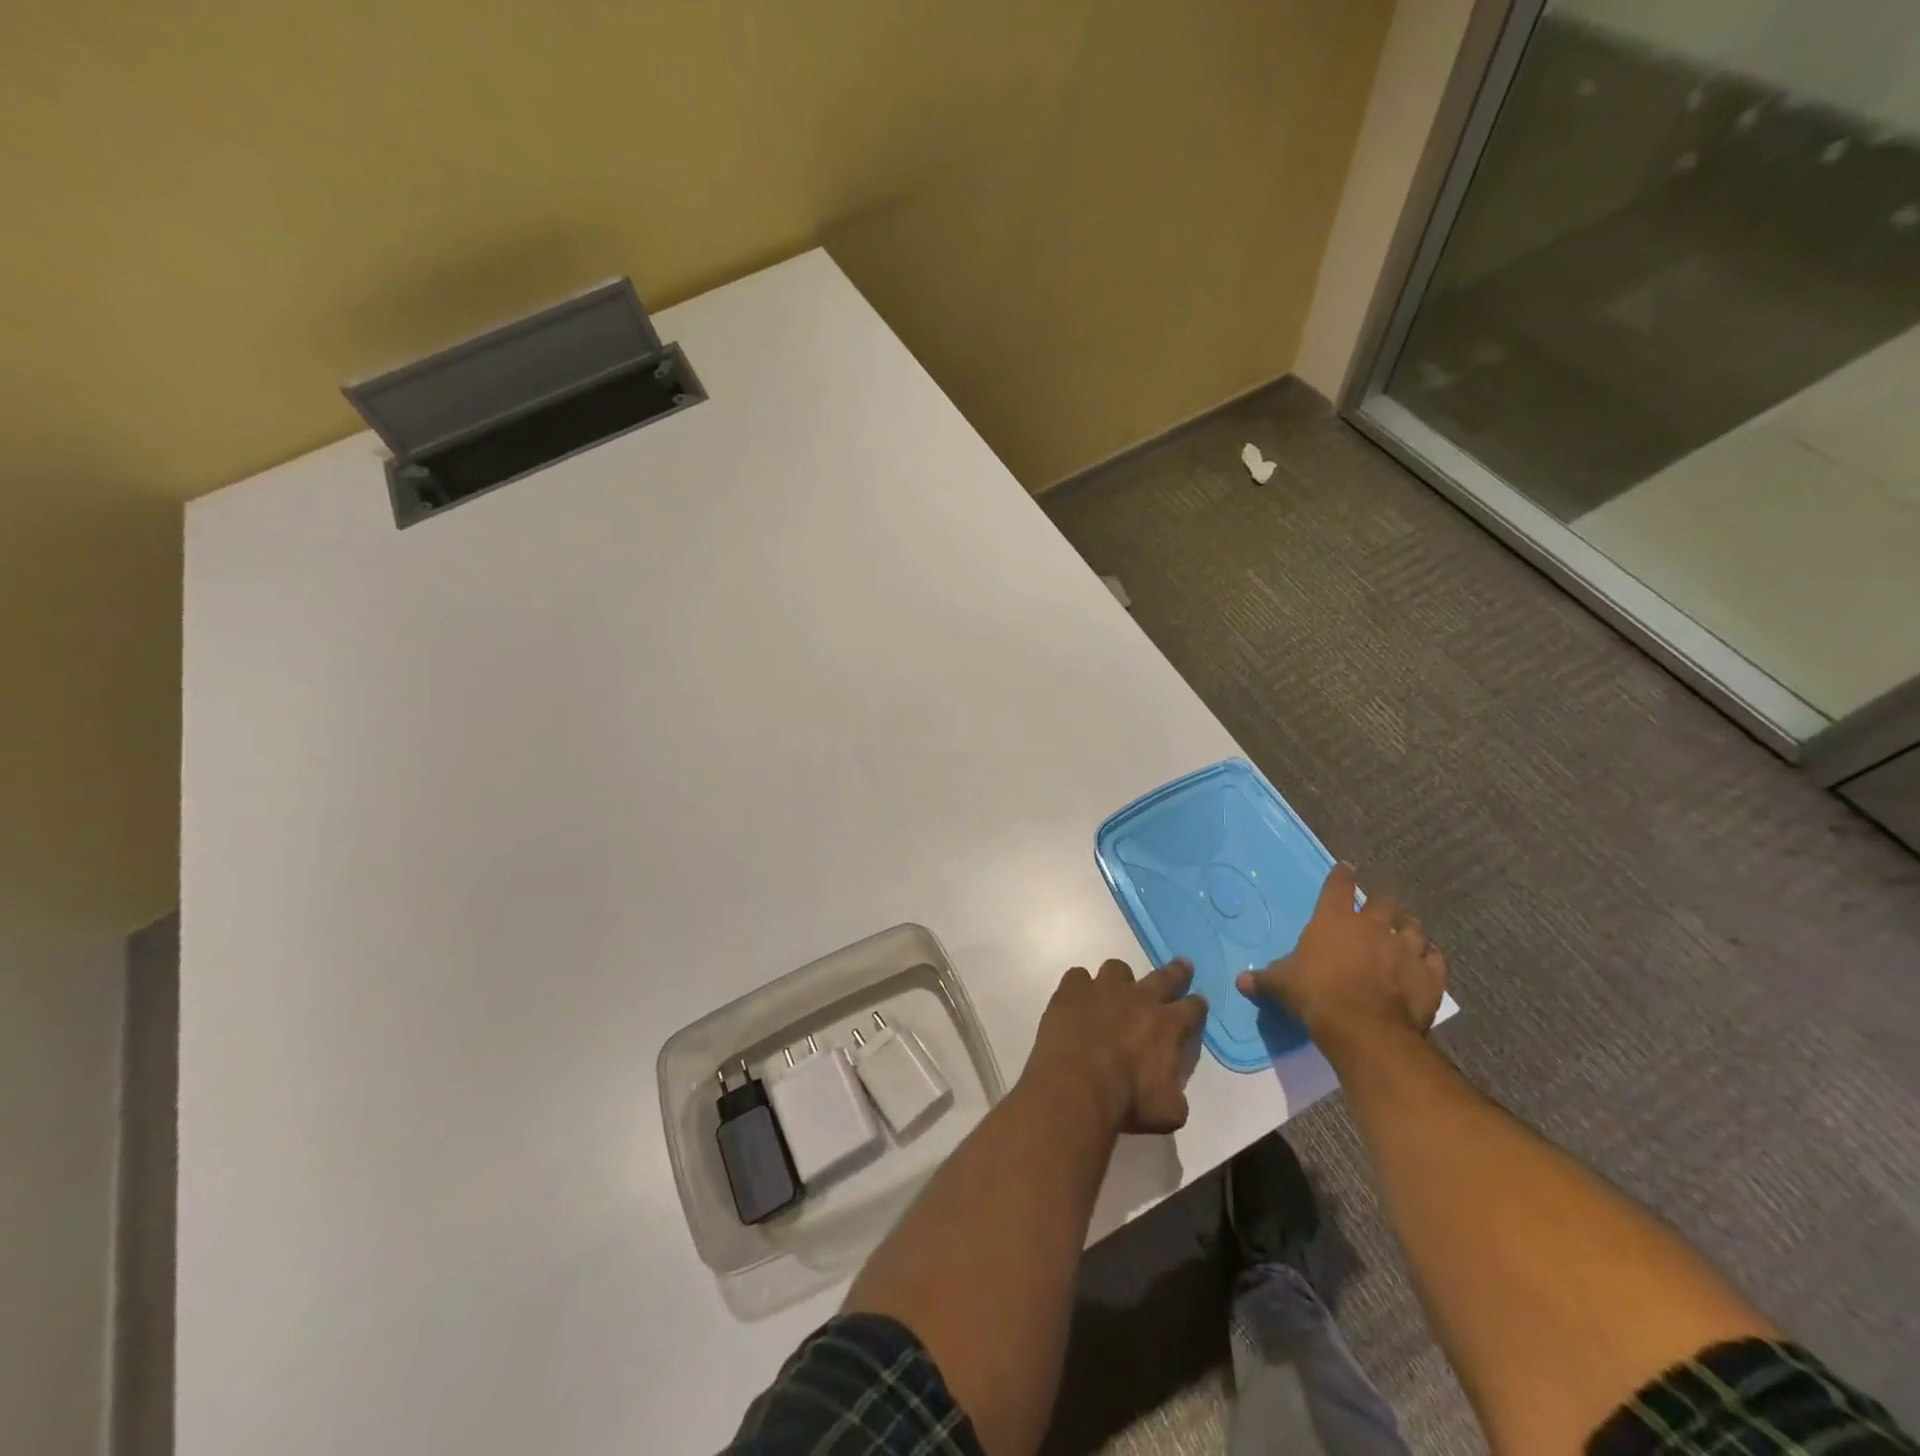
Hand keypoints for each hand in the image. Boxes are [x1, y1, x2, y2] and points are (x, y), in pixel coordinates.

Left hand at [1026, 960, 1207, 1133]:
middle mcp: (1139, 998)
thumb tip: (1172, 1091)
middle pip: (1164, 976)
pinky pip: (1077, 976)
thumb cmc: (1127, 1101)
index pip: (1192, 1008)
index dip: (1197, 1005)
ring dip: (1120, 979)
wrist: (1077, 1086)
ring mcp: (1103, 989)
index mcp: (1167, 1026)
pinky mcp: (1072, 990)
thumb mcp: (1168, 1111)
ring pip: (1117, 969)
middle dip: (1177, 971)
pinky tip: (1076, 999)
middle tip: (1183, 964)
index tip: (1199, 1000)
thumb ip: (1175, 1094)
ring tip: (1115, 989)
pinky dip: (1079, 987)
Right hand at [1236, 864, 1446, 1054]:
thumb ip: (1263, 979)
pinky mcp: (1429, 975)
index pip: (1339, 886)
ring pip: (1414, 926)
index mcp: (1334, 919)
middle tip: (1378, 907)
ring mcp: (1405, 949)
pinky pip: (1436, 959)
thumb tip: (1240, 982)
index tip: (1347, 867)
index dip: (1342, 875)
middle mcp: (1373, 926)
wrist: (1363, 1028)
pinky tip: (1428, 960)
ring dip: (1409, 926)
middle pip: (1383, 902)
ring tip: (1406, 929)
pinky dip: (1431, 958)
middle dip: (1381, 902)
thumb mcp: (1281, 985)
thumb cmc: (1316, 994)